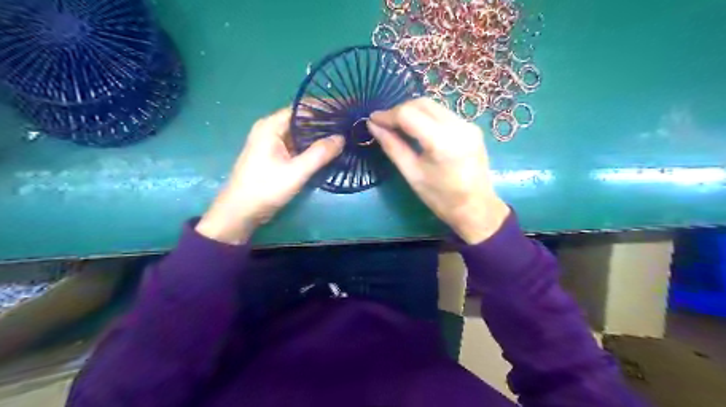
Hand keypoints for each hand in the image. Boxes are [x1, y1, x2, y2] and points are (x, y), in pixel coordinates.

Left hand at [197, 107, 344, 242]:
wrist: (240, 212)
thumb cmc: (265, 189)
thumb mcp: (296, 172)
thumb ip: (319, 154)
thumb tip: (342, 137)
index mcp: (271, 126)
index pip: (302, 108)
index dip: (325, 106)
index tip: (346, 108)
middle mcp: (270, 129)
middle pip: (302, 119)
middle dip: (325, 120)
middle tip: (349, 123)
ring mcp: (272, 143)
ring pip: (301, 133)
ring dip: (319, 134)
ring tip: (344, 134)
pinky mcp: (275, 155)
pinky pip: (297, 144)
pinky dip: (312, 145)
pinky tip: (327, 150)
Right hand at [370, 98, 509, 244]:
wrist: (477, 208)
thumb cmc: (441, 198)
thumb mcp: (412, 174)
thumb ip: (392, 146)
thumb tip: (373, 126)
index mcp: (442, 142)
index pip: (408, 114)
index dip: (387, 115)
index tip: (372, 120)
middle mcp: (458, 126)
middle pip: (422, 104)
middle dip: (399, 110)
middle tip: (384, 124)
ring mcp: (468, 124)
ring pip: (433, 106)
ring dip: (413, 112)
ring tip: (398, 126)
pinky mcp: (472, 127)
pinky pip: (443, 114)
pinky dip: (426, 117)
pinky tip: (418, 130)